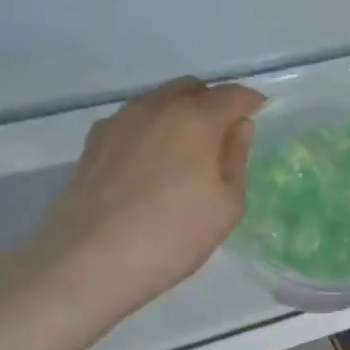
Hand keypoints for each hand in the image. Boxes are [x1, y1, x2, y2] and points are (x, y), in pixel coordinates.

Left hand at [25, 78, 265, 326]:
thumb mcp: (226, 206)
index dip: (250, 102)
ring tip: (184, 150)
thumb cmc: (172, 235)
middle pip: (192, 89)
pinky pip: (132, 120)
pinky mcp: (94, 141)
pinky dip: (150, 129)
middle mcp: (157, 107)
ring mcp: (120, 121)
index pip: (232, 94)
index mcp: (196, 118)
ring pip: (158, 101)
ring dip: (179, 113)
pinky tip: (149, 162)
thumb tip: (239, 126)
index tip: (260, 113)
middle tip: (222, 135)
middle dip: (212, 102)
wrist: (89, 261)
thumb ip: (236, 158)